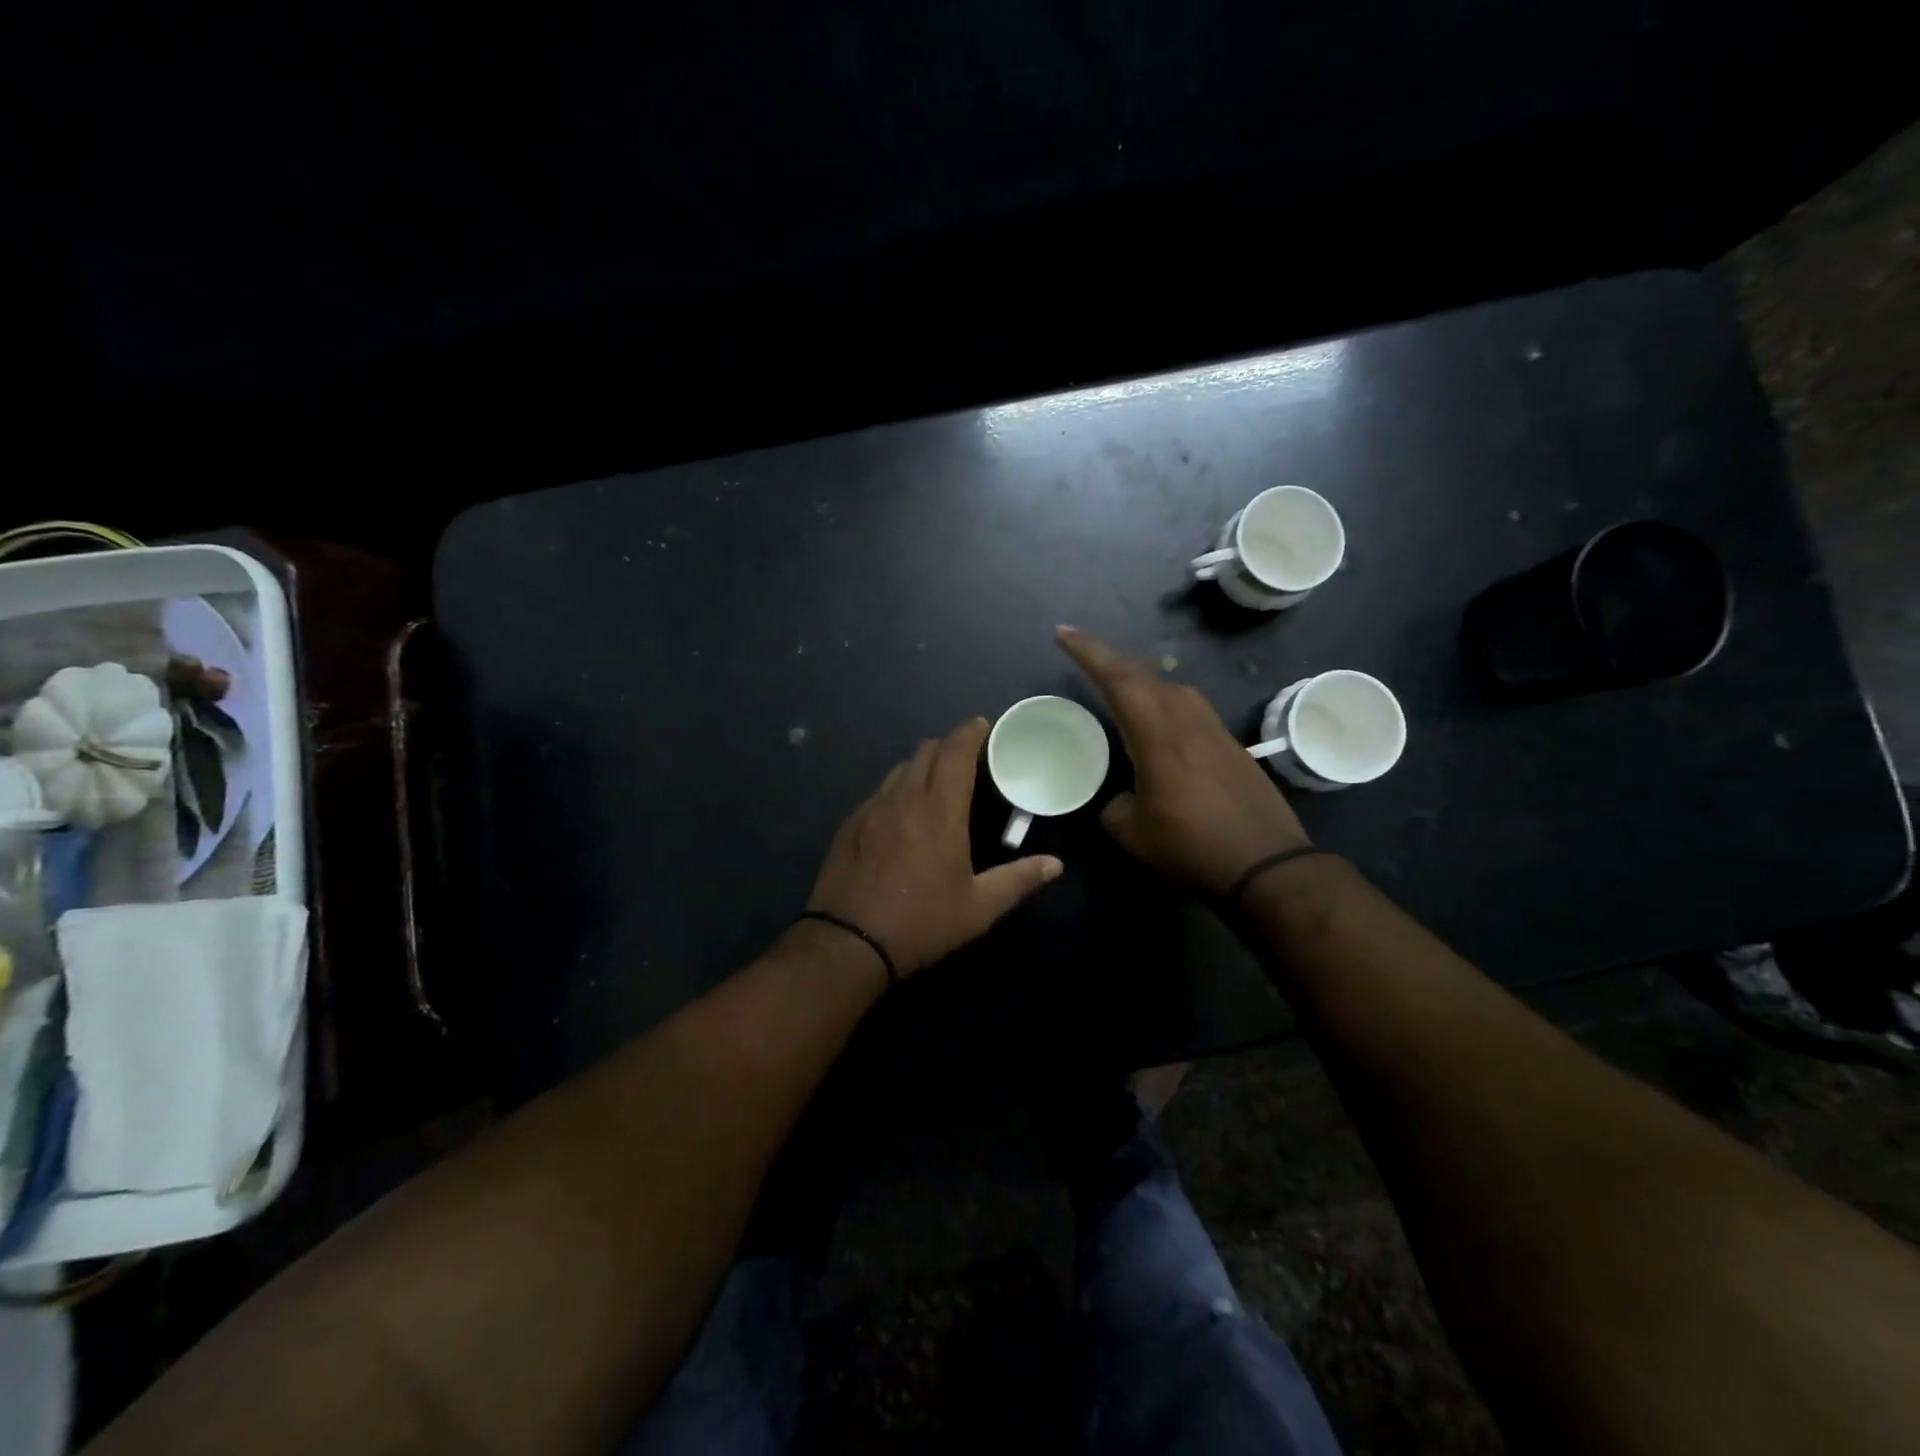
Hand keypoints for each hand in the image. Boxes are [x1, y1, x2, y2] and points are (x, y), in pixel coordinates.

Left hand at [807, 718, 1062, 976]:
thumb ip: (1019, 880)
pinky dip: (899, 788)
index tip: (983, 726)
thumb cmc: (922, 922)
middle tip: (969, 758)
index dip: (970, 732)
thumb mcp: (978, 908)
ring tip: (938, 782)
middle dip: (950, 745)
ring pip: (901, 768)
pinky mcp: (851, 823)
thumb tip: (1055, 865)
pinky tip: (904, 813)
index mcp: (940, 810)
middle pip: (927, 750)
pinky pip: (880, 790)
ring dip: (923, 764)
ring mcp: (873, 808)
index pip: (955, 751)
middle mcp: (905, 798)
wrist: (849, 943)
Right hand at [1056, 626, 1307, 895]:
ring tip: (1118, 687)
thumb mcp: (1133, 835)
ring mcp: (1215, 731)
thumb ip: (1114, 808)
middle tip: (1082, 655)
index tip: (1063, 633)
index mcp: (1158, 736)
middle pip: (1145, 675)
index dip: (1089, 652)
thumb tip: (1117, 799)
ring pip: (1172, 688)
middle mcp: (1188, 722)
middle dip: (1109, 659)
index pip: (1119, 680)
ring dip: (1140, 679)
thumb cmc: (1192, 849)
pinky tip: (1158, 723)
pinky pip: (1190, 708)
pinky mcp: (1231, 746)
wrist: (1268, 866)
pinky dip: (1163, 701)